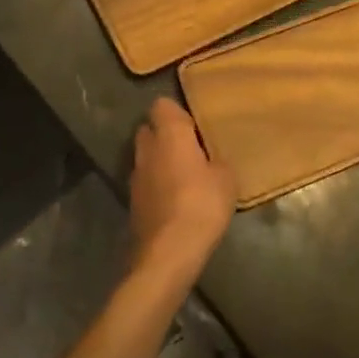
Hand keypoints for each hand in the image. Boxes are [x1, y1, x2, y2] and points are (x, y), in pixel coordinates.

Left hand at [128, 99, 236, 289]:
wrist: (169, 252)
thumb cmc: (202, 204)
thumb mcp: (226, 179)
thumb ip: (217, 161)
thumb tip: (211, 159)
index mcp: (169, 134)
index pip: (162, 105)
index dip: (177, 112)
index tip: (195, 125)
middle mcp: (146, 149)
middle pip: (149, 129)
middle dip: (166, 135)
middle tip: (192, 148)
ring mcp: (135, 176)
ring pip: (145, 157)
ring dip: (160, 161)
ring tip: (185, 176)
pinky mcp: (132, 201)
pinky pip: (145, 182)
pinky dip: (157, 185)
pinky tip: (175, 200)